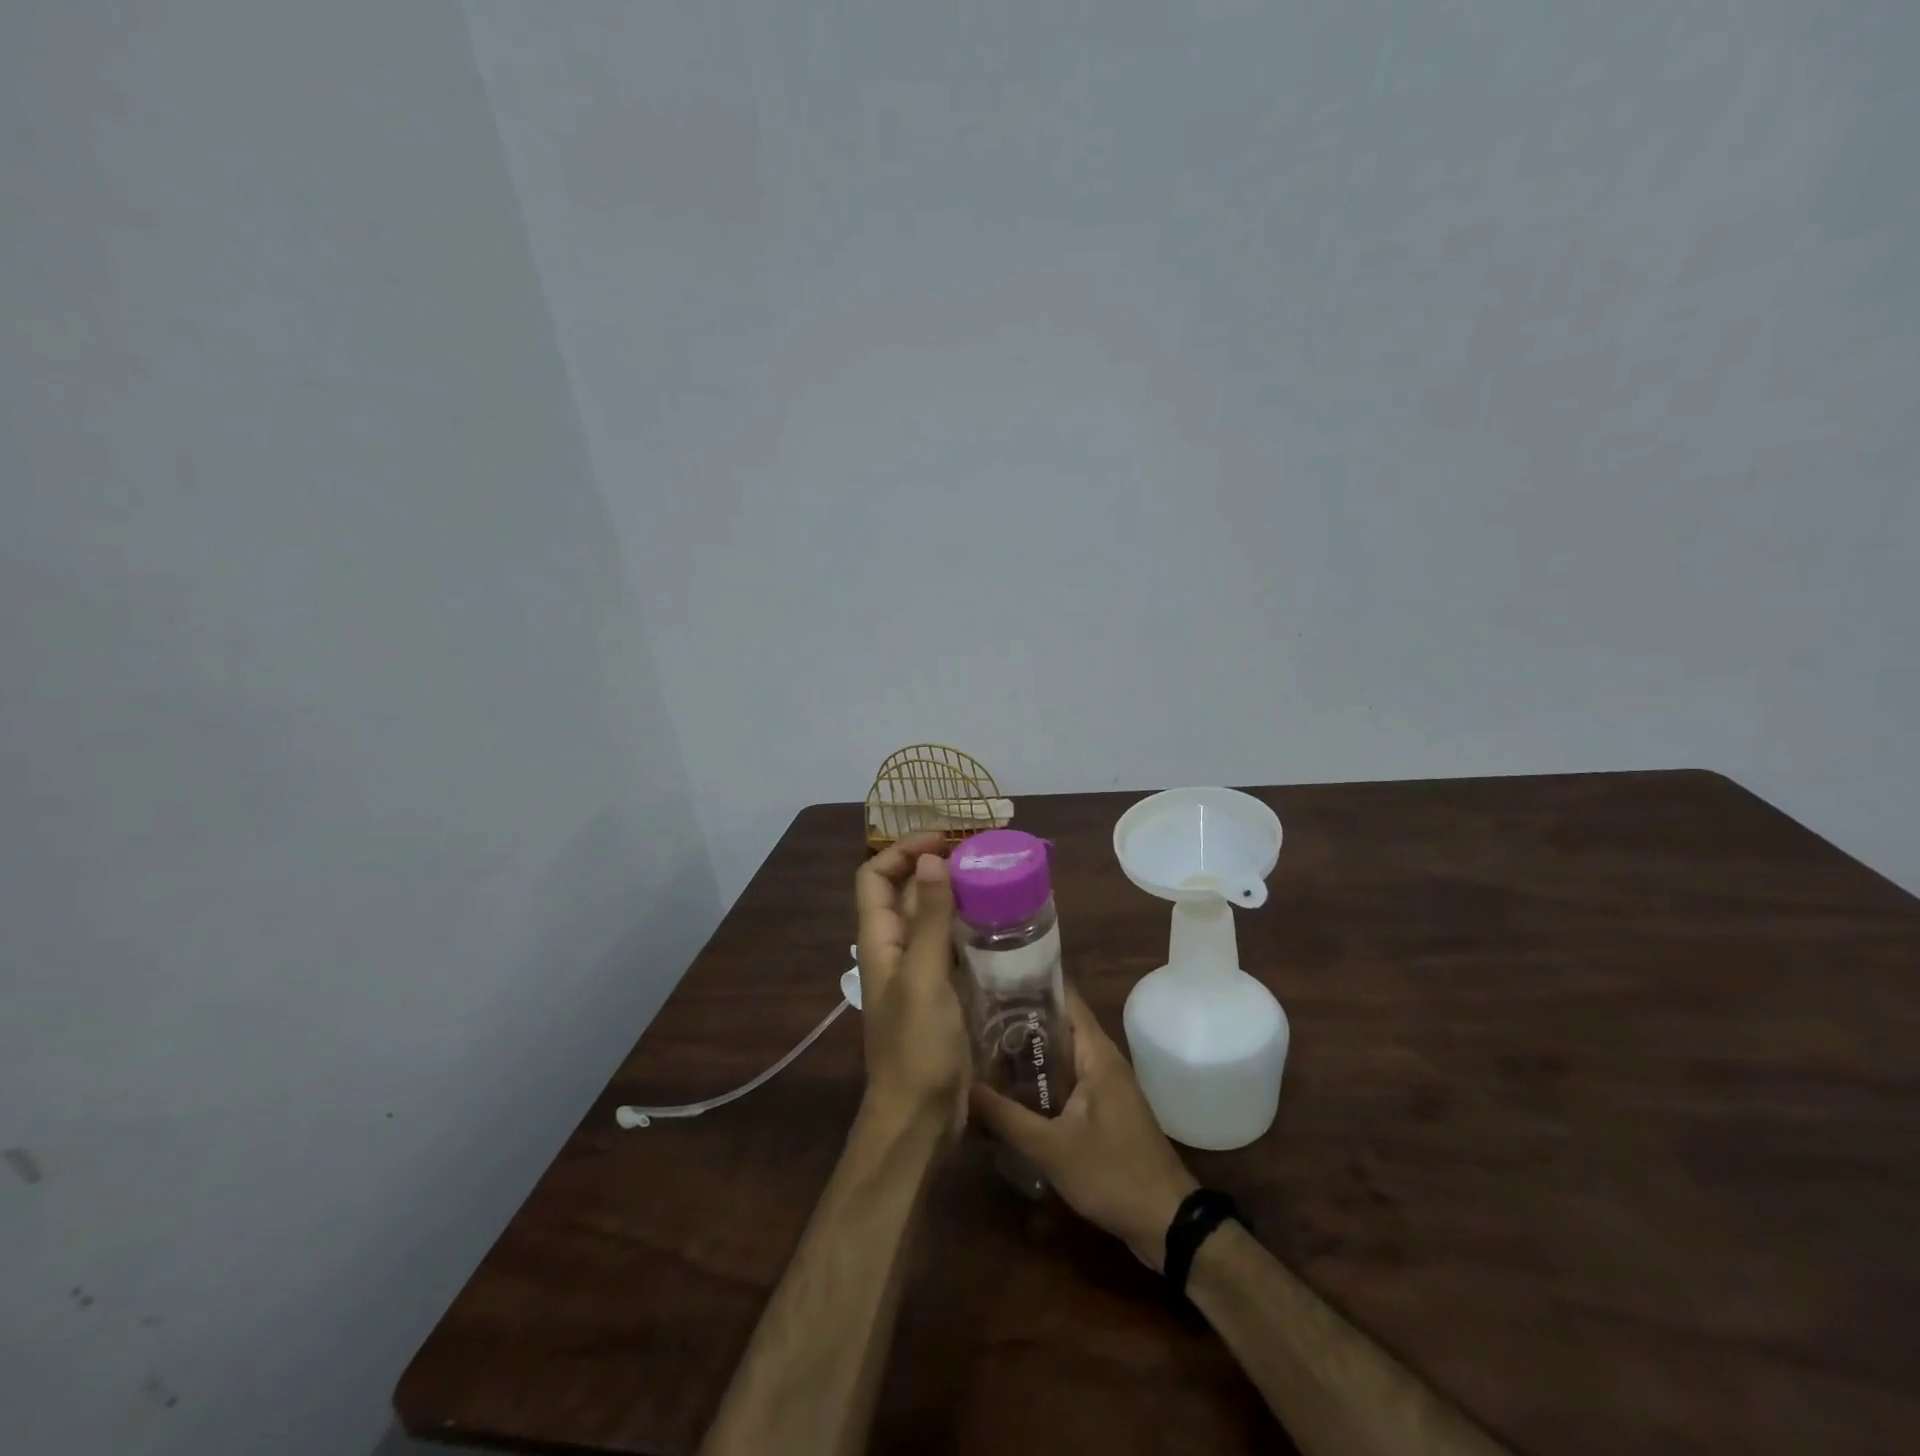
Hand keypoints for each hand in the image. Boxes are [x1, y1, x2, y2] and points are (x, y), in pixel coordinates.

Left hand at [854, 833, 970, 1139]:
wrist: (921, 1118)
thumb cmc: (917, 1048)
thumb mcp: (924, 978)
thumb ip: (930, 919)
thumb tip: (931, 858)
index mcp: (879, 940)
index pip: (876, 876)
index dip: (902, 850)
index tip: (944, 840)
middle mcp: (895, 948)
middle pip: (907, 892)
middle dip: (936, 866)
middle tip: (981, 856)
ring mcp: (919, 970)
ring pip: (933, 917)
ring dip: (956, 895)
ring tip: (996, 880)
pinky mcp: (942, 990)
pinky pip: (953, 945)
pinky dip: (970, 926)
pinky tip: (1001, 924)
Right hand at [970, 988, 1198, 1269]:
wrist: (1167, 1222)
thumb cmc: (1112, 1173)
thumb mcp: (1051, 1148)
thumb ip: (1006, 1117)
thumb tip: (963, 1087)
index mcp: (1096, 1053)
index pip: (1064, 997)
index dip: (1030, 983)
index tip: (991, 978)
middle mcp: (1102, 1059)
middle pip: (1058, 1024)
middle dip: (1019, 1020)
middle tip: (974, 1015)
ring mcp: (1104, 1084)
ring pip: (1060, 1054)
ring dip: (1028, 1052)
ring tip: (982, 1046)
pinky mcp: (1103, 1109)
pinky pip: (1066, 1079)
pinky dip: (1040, 1078)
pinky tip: (1010, 1089)